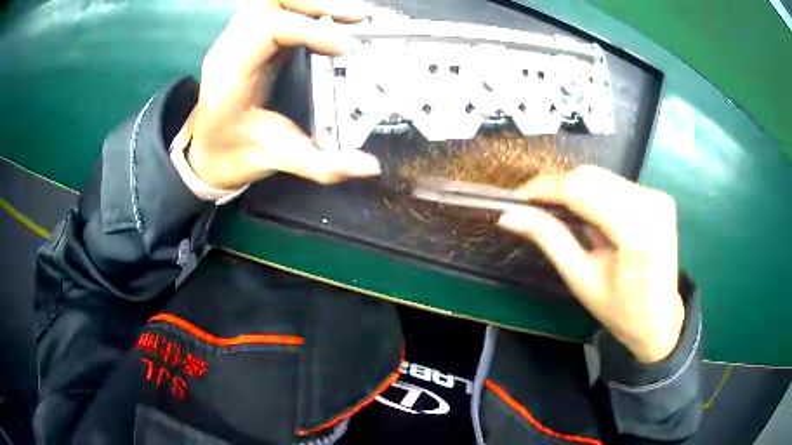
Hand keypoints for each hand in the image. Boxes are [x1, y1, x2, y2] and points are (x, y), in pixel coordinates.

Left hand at [187, 0, 380, 189]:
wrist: (208, 154)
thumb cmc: (234, 156)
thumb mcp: (278, 162)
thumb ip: (323, 166)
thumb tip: (370, 166)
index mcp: (230, 79)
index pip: (266, 30)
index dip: (310, 31)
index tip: (347, 48)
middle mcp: (229, 51)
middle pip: (269, 4)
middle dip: (318, 5)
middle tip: (361, 17)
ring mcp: (236, 40)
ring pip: (272, 2)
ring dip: (314, 3)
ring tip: (352, 15)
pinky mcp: (249, 39)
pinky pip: (276, 10)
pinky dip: (307, 9)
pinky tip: (331, 19)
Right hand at [498, 166, 683, 362]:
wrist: (660, 320)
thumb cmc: (620, 311)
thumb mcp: (581, 280)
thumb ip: (550, 240)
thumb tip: (510, 216)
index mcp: (636, 232)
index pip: (582, 190)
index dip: (546, 187)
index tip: (518, 197)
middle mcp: (651, 204)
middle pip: (592, 177)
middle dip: (558, 187)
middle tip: (534, 207)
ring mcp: (658, 197)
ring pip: (602, 176)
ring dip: (575, 190)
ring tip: (559, 213)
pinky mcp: (659, 196)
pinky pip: (616, 183)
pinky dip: (595, 194)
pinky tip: (589, 215)